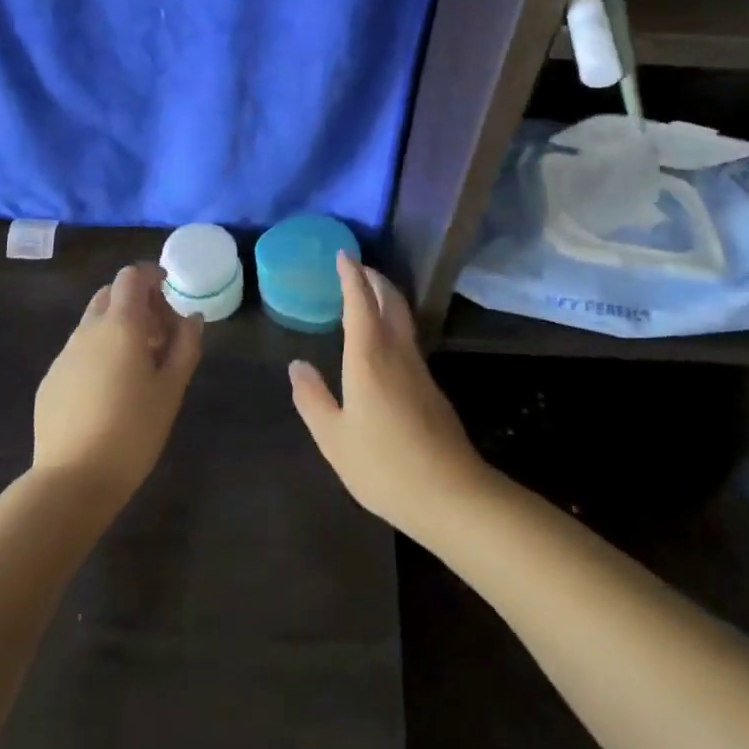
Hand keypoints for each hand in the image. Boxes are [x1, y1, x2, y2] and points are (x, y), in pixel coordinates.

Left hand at [32, 263, 201, 509]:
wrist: (72, 480)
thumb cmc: (133, 431)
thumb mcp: (171, 388)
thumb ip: (185, 345)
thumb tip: (192, 317)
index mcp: (121, 325)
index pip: (131, 276)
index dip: (152, 276)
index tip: (170, 293)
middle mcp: (88, 331)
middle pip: (111, 295)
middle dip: (137, 303)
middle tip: (160, 334)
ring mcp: (65, 355)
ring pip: (93, 324)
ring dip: (118, 328)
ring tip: (138, 366)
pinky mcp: (51, 380)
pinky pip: (79, 351)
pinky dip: (99, 353)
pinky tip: (110, 391)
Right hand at [289, 253, 492, 541]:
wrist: (450, 494)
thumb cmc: (384, 465)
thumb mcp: (334, 438)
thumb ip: (313, 399)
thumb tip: (297, 366)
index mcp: (369, 357)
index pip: (360, 302)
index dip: (351, 276)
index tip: (343, 255)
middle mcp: (397, 352)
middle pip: (390, 301)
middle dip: (374, 279)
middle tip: (358, 268)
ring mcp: (419, 369)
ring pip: (403, 318)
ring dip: (387, 298)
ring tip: (369, 295)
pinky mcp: (431, 387)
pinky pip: (408, 339)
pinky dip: (394, 323)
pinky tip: (385, 342)